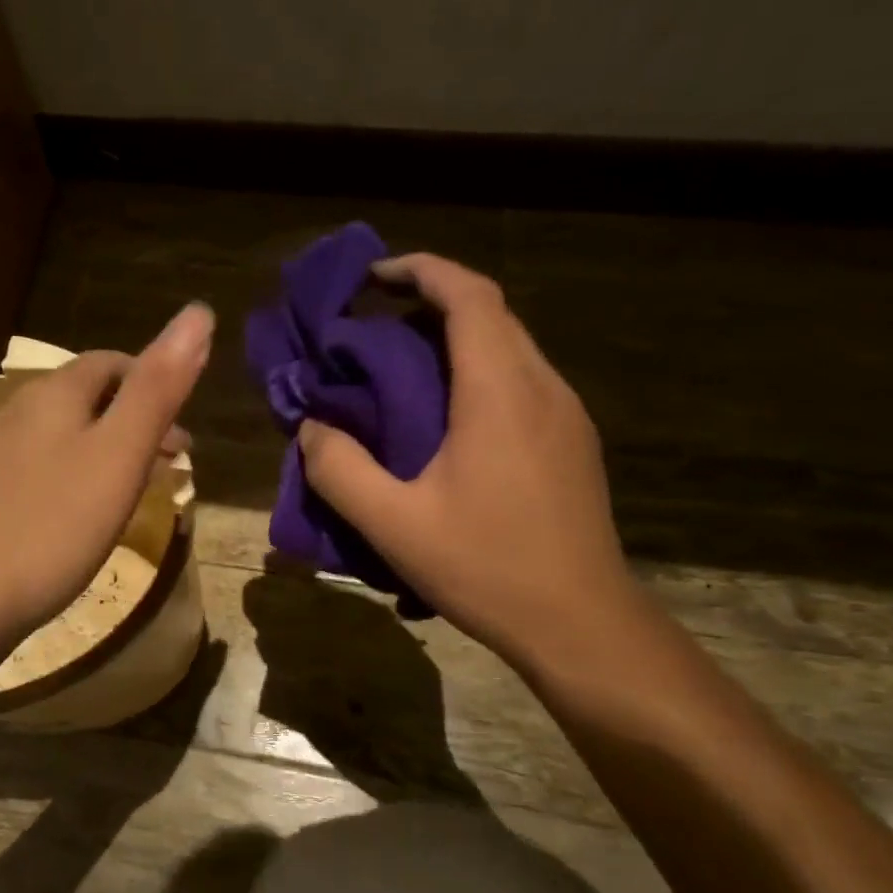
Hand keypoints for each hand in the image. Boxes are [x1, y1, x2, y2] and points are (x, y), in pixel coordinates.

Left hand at [0, 303, 214, 640]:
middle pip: (87, 397)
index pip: (111, 362)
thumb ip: (158, 388)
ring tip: (135, 490)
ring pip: (64, 434)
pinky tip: (83, 515)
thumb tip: (198, 313)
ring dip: (107, 449)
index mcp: (54, 393)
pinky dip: (77, 475)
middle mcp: (18, 411)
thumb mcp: (120, 454)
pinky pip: (43, 467)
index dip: (154, 383)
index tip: (183, 434)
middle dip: (134, 419)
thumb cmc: (55, 525)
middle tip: (171, 465)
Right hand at [298, 254, 636, 662]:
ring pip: (510, 347)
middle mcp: (543, 387)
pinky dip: (478, 373)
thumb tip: (312, 428)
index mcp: (501, 392)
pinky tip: (446, 419)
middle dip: (431, 303)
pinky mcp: (572, 442)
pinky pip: (522, 382)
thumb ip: (340, 470)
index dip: (422, 270)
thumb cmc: (486, 567)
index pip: (469, 296)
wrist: (580, 623)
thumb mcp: (393, 524)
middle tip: (374, 328)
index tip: (374, 277)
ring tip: (400, 370)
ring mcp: (566, 415)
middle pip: (492, 314)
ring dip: (455, 340)